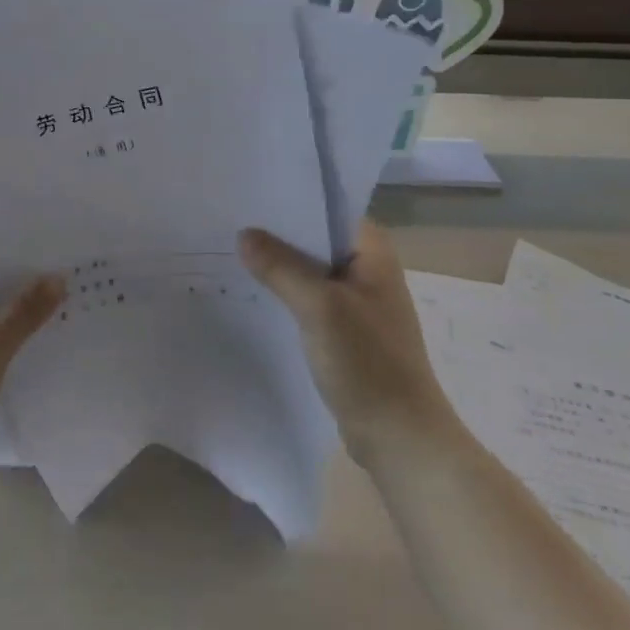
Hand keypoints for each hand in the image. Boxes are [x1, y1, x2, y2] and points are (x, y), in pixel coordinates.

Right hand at [238, 220, 455, 461]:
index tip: (251, 192)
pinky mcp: (345, 329)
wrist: (400, 437)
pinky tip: (252, 291)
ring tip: (230, 250)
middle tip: (230, 219)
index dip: (291, 198)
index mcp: (372, 251)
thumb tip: (244, 235)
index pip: (328, 206)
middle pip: (315, 237)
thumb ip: (281, 267)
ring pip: (309, 269)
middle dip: (276, 231)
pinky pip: (308, 297)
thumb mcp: (320, 307)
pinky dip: (284, 292)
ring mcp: (357, 301)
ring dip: (278, 263)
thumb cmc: (368, 363)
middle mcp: (367, 268)